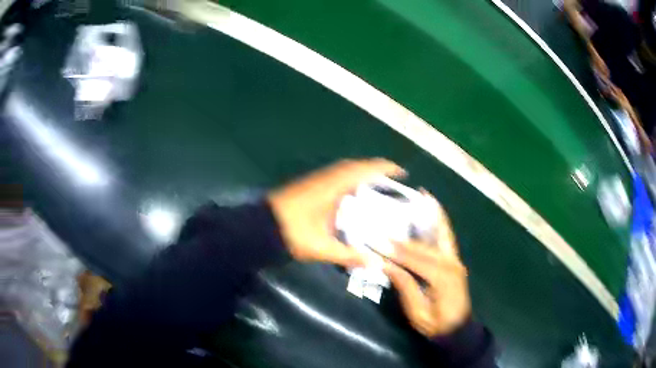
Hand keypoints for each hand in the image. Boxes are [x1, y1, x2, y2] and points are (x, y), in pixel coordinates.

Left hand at [268, 159, 404, 266]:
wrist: (258, 227)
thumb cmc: (291, 233)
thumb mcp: (322, 248)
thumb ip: (349, 255)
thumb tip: (376, 264)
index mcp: (332, 187)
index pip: (363, 170)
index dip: (384, 168)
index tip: (402, 172)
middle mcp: (325, 178)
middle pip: (355, 166)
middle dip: (375, 170)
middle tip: (392, 182)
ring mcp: (315, 181)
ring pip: (344, 171)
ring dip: (361, 174)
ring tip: (378, 188)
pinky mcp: (308, 186)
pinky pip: (335, 177)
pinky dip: (349, 181)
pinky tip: (353, 197)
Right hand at [384, 193, 470, 336]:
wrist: (458, 329)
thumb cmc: (436, 325)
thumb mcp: (418, 312)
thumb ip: (405, 286)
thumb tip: (386, 265)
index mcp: (443, 278)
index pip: (415, 260)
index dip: (394, 251)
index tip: (376, 242)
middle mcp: (451, 263)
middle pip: (424, 246)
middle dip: (402, 238)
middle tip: (385, 223)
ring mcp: (455, 259)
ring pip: (442, 233)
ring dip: (431, 215)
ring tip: (421, 195)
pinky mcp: (454, 260)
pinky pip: (447, 237)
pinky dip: (441, 221)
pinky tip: (434, 208)